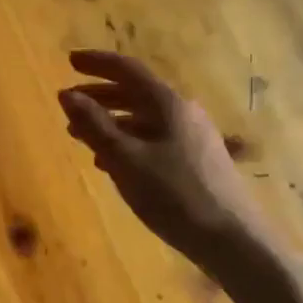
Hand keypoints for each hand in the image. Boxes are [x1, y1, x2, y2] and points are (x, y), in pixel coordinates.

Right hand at [60, 50, 302, 302]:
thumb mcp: (126, 160)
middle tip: (70, 102)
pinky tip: (112, 163)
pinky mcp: (197, 163)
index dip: (97, 63)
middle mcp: (184, 114)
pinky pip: (154, 140)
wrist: (234, 241)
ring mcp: (194, 139)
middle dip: (100, 95)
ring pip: (144, 119)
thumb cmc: (175, 196)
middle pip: (136, 94)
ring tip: (81, 135)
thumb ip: (95, 126)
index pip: (128, 70)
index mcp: (169, 105)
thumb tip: (68, 95)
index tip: (69, 60)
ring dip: (111, 122)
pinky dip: (128, 142)